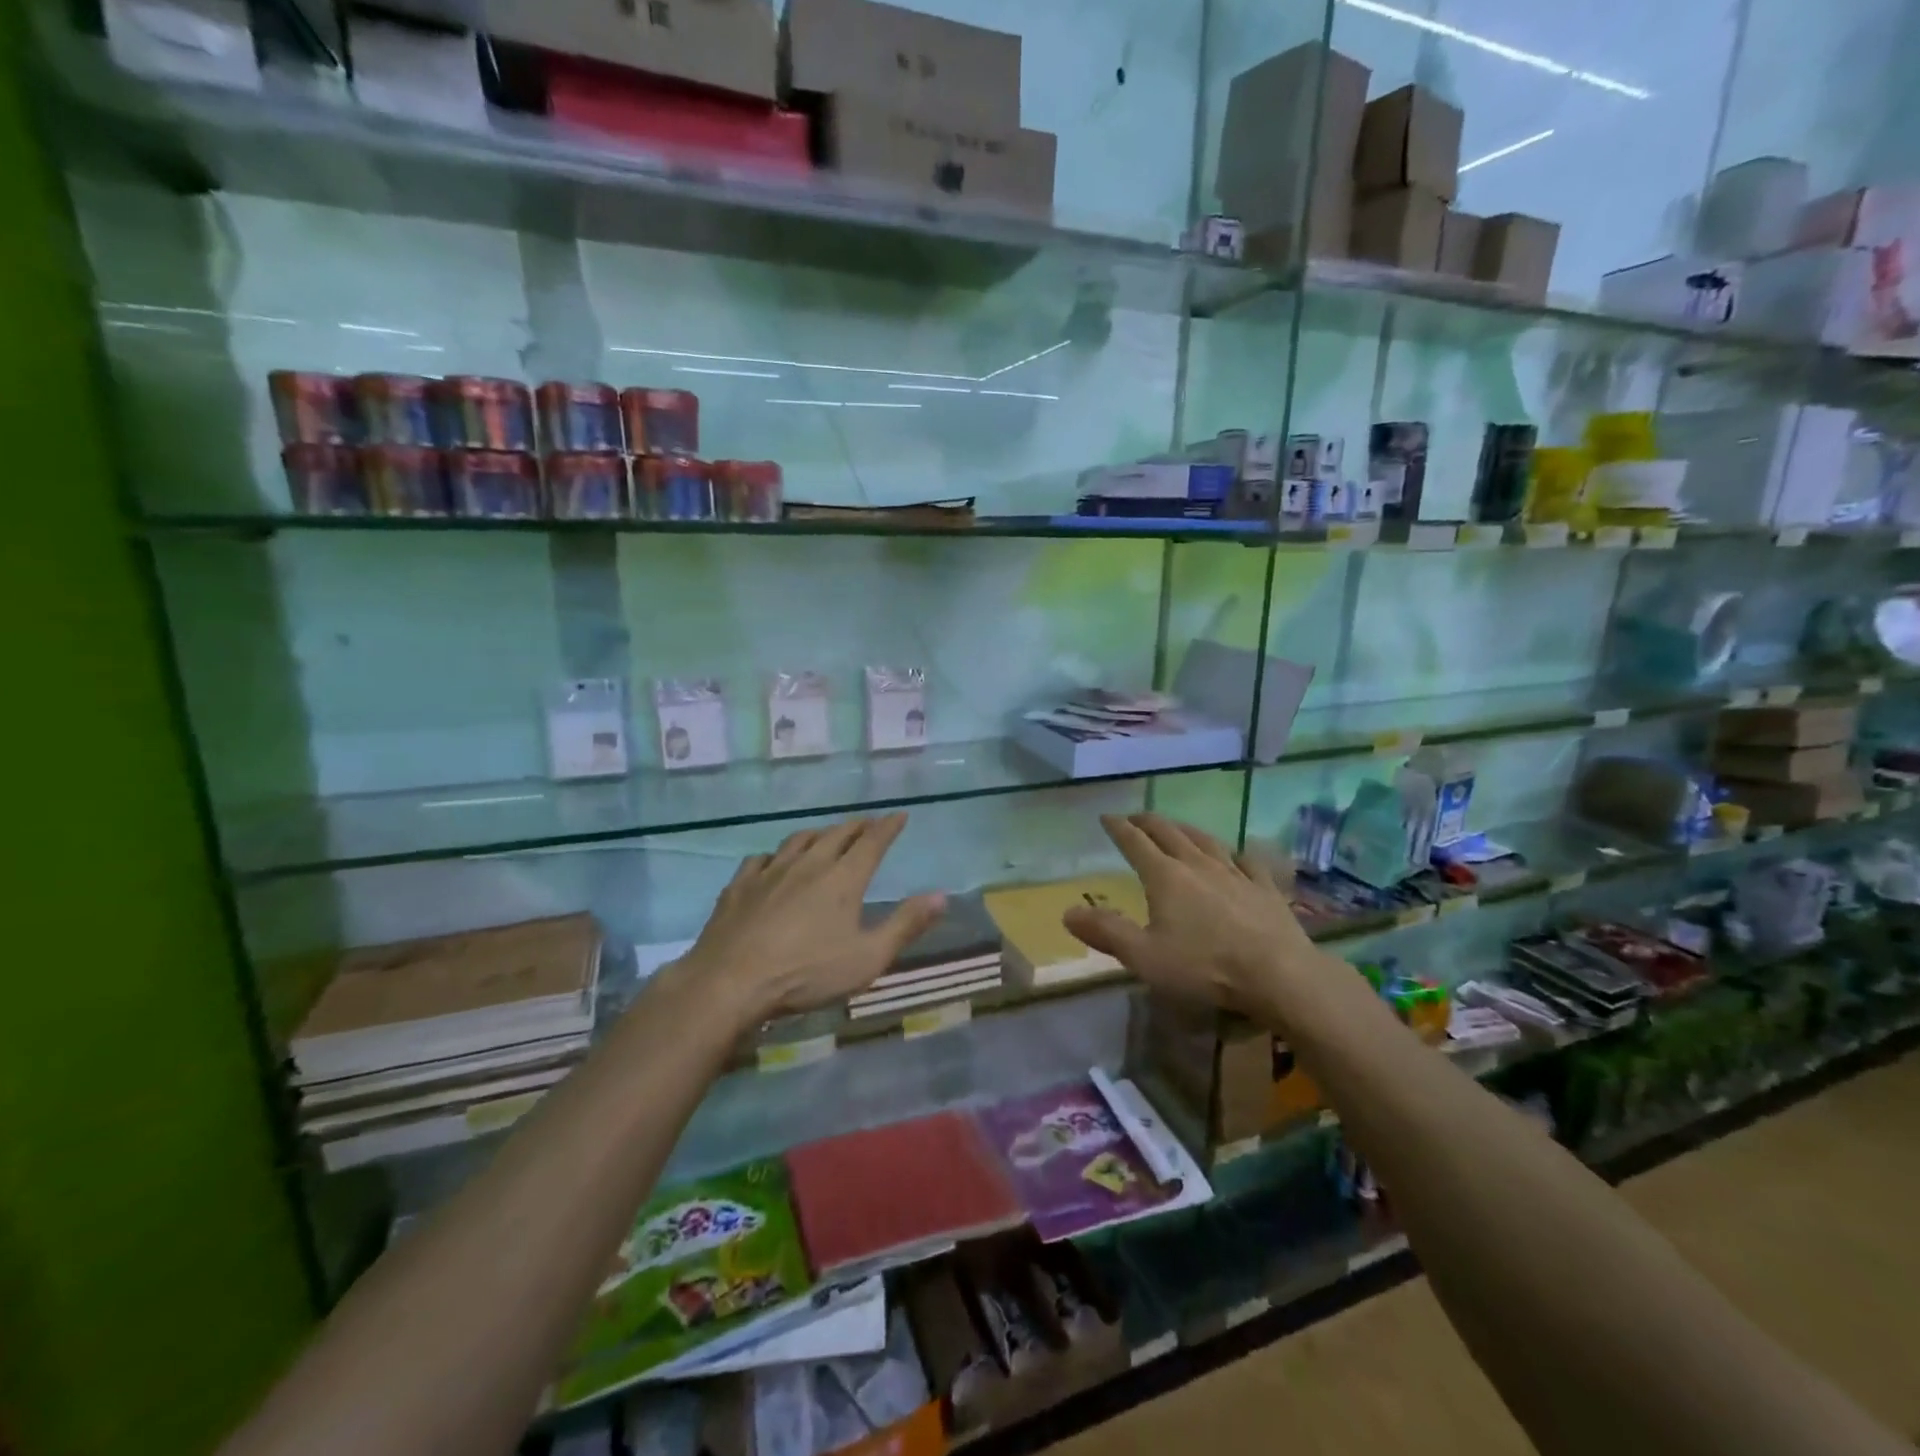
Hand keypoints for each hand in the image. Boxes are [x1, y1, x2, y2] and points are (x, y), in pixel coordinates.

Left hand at [671, 814, 944, 1025]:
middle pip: (837, 834)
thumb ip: (905, 925)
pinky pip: (761, 858)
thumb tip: (941, 896)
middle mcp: (809, 864)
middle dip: (857, 826)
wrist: (731, 982)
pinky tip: (773, 862)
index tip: (900, 815)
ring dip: (819, 833)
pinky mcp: (740, 885)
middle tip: (868, 824)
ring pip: (799, 840)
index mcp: (843, 879)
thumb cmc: (806, 974)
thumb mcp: (867, 958)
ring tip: (826, 835)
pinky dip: (776, 855)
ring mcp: (770, 871)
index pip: (872, 842)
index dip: (888, 827)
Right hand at [1062, 812, 1330, 1023]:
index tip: (1106, 817)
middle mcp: (1197, 865)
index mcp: (1165, 877)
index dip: (1118, 828)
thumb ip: (1106, 932)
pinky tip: (1237, 853)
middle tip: (1135, 817)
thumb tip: (1068, 912)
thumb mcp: (1144, 956)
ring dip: (1186, 830)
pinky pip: (1248, 861)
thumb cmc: (1204, 966)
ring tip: (1177, 826)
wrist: (1279, 974)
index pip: (1135, 843)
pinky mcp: (1265, 889)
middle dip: (1148, 822)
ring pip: (1206, 841)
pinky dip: (1235, 852)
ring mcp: (1235, 874)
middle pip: (1169, 833)